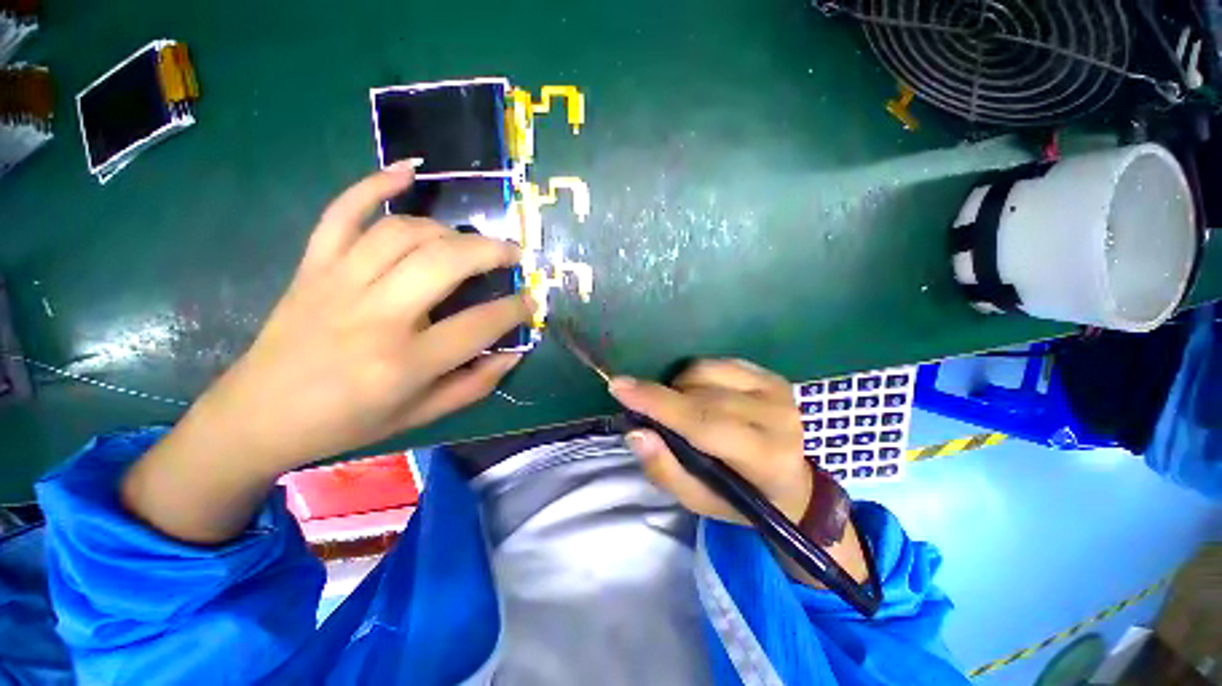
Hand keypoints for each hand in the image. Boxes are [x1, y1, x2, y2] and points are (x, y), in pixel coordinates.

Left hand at [194, 162, 533, 470]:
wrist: (260, 415)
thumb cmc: (348, 422)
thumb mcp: (422, 415)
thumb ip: (475, 384)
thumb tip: (513, 352)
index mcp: (406, 362)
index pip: (481, 324)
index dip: (516, 309)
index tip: (531, 300)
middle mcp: (377, 316)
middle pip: (447, 262)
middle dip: (493, 252)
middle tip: (514, 255)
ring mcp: (339, 283)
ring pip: (405, 233)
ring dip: (450, 231)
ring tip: (469, 243)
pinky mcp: (313, 266)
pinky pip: (343, 212)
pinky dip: (375, 183)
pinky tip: (408, 171)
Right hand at [609, 359, 812, 524]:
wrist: (791, 485)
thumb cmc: (739, 498)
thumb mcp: (697, 499)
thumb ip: (665, 469)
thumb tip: (635, 432)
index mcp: (763, 458)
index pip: (702, 422)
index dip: (658, 403)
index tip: (618, 386)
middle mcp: (777, 418)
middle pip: (700, 395)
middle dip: (663, 398)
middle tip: (648, 410)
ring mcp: (778, 391)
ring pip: (705, 372)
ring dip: (681, 387)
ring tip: (683, 410)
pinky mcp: (772, 376)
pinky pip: (717, 363)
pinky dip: (697, 376)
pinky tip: (701, 395)